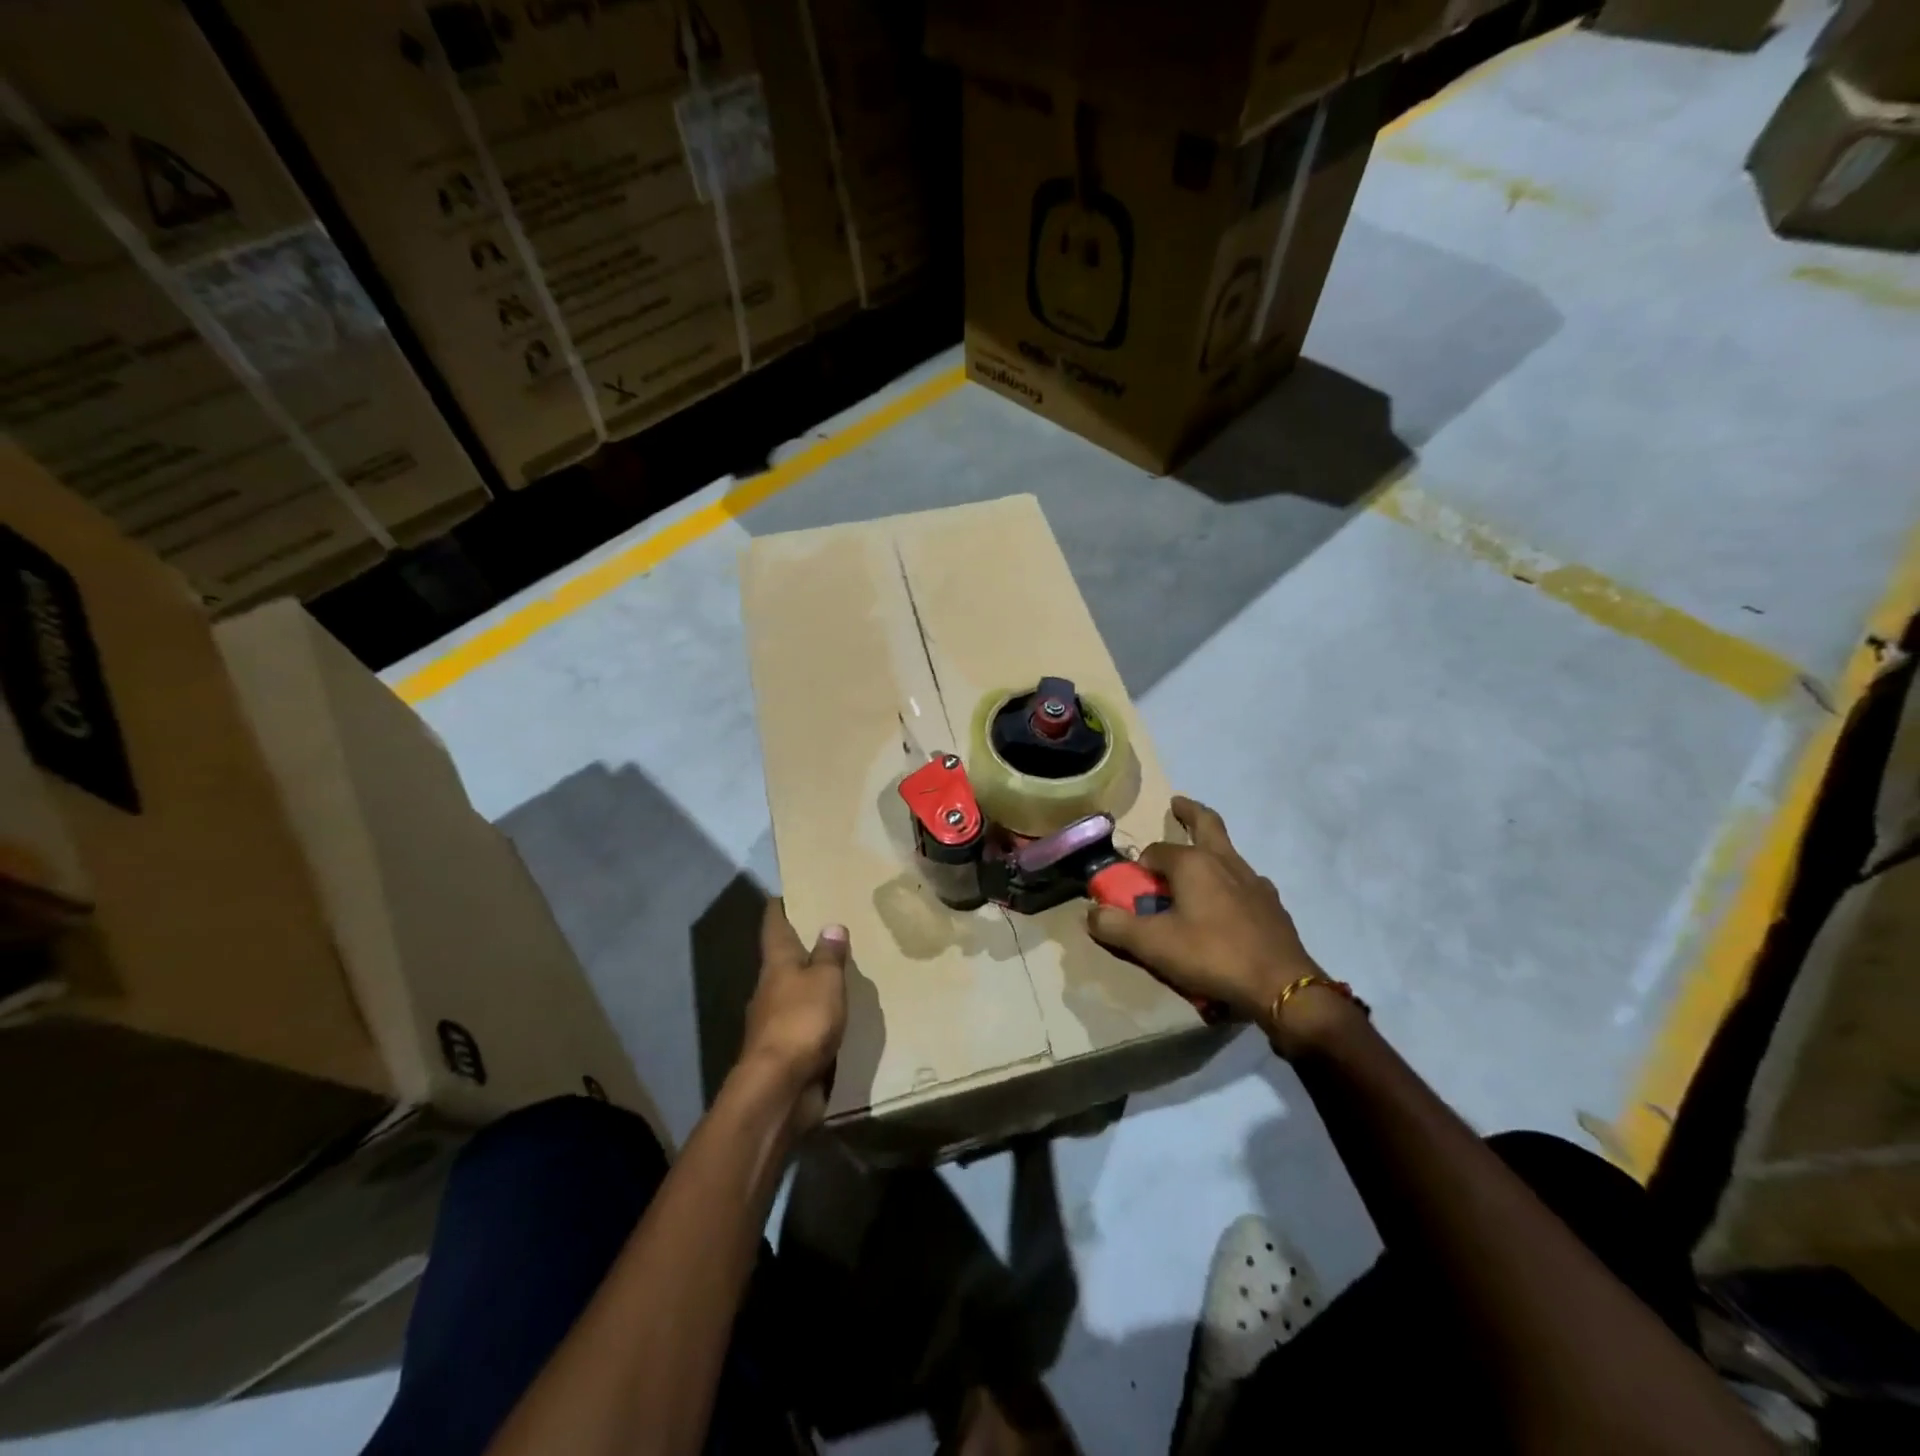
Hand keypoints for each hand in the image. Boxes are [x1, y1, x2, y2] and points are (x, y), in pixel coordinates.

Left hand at [739, 899, 848, 1130]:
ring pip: (795, 991)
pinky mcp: (787, 1049)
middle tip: (829, 928)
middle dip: (801, 944)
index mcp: (777, 964)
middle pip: (783, 958)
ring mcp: (776, 1020)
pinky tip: (838, 1012)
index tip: (787, 892)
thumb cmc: (802, 1021)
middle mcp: (771, 987)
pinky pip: (806, 1022)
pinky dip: (819, 1013)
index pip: (774, 925)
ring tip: (841, 970)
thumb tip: (831, 926)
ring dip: (812, 981)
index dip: (780, 907)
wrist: (780, 1088)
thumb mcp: (825, 980)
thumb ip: (829, 955)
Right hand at [1087, 797, 1336, 1046]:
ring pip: (1228, 851)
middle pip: (1206, 824)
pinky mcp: (1272, 904)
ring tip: (1199, 861)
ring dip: (1211, 847)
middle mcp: (1224, 861)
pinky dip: (1232, 880)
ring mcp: (1254, 881)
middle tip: (1177, 803)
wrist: (1281, 985)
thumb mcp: (1153, 945)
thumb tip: (1091, 914)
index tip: (1132, 884)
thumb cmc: (1211, 956)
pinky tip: (1229, 900)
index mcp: (1193, 863)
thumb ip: (1116, 927)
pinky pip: (1246, 881)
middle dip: (1189, 811)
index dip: (1140, 866)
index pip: (1155, 851)